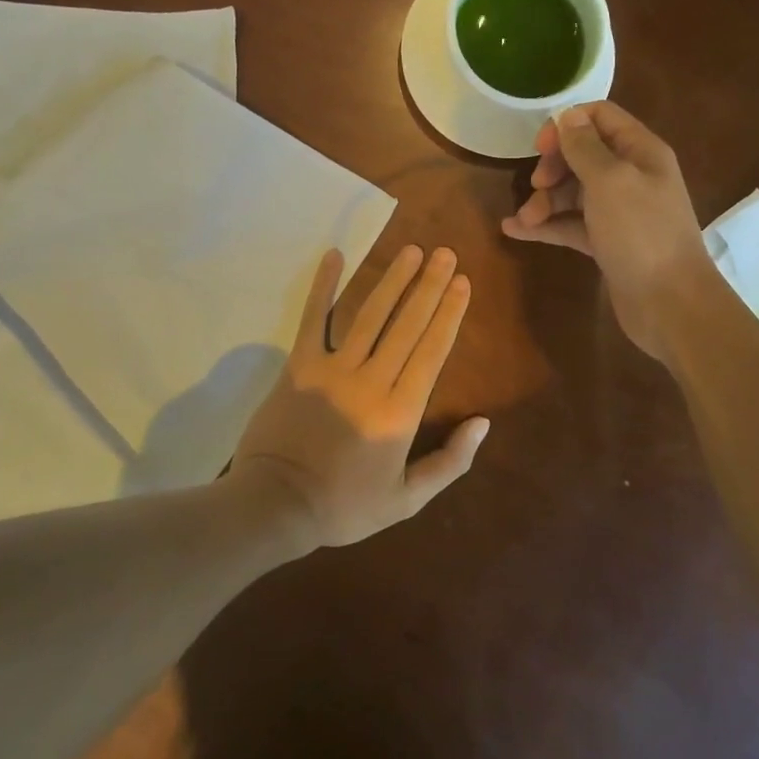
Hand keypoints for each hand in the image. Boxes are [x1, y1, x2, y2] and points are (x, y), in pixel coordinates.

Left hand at [229, 245, 488, 548]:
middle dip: (429, 286)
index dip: (449, 313)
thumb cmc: (345, 507)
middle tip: (445, 254)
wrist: (276, 506)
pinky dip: (324, 286)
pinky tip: (334, 255)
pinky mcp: (299, 365)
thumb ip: (449, 462)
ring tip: (411, 251)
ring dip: (392, 280)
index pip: (432, 351)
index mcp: (400, 413)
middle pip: (406, 324)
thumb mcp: (406, 500)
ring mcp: (333, 369)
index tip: (462, 282)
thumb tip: (482, 423)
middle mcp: (371, 381)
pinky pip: (314, 319)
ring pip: (369, 315)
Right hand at [500, 101, 715, 356]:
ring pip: (573, 193)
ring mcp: (619, 212)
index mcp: (640, 152)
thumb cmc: (641, 233)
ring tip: (524, 220)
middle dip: (553, 167)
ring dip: (545, 201)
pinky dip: (547, 226)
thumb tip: (567, 116)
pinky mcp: (607, 243)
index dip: (567, 125)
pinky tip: (515, 231)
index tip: (541, 147)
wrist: (670, 303)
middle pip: (583, 156)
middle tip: (536, 185)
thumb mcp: (610, 181)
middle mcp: (631, 176)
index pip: (600, 118)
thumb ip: (586, 147)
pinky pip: (571, 225)